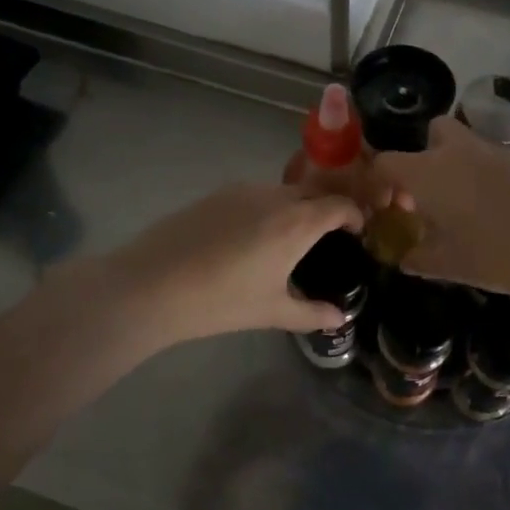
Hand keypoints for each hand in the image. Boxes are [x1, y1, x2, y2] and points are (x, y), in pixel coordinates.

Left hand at [95, 182, 365, 345]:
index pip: (340, 205)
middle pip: (315, 191)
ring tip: (290, 237)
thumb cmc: (221, 301)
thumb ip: (311, 313)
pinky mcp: (218, 193)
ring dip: (297, 206)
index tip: (357, 232)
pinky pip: (257, 193)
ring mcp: (244, 190)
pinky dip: (269, 207)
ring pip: (284, 191)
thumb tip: (340, 319)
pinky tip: (253, 236)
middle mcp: (276, 196)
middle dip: (328, 208)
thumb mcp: (272, 312)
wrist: (153, 285)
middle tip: (329, 236)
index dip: (355, 215)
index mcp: (297, 222)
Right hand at [369, 116, 509, 306]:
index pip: (385, 162)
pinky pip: (489, 157)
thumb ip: (415, 257)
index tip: (386, 208)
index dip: (377, 183)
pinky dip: (481, 173)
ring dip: (453, 163)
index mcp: (427, 172)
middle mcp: (456, 150)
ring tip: (460, 203)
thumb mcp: (445, 265)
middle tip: (427, 195)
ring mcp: (492, 150)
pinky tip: (492, 207)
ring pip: (462, 142)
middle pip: (430, 132)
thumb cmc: (494, 256)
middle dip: (423, 156)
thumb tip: (403, 256)